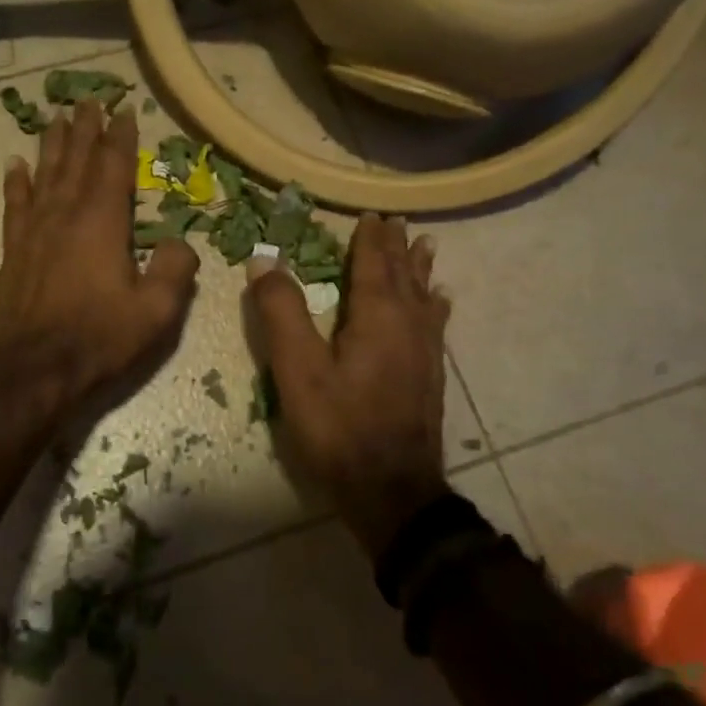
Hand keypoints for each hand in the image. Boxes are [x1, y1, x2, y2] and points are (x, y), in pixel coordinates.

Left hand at [0, 99, 199, 417]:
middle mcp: (65, 216)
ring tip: (56, 118)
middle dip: (85, 129)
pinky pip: (16, 205)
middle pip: (76, 161)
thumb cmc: (99, 340)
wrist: (34, 371)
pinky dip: (17, 183)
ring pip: (45, 175)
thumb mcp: (156, 312)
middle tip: (89, 100)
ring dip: (53, 145)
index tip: (124, 110)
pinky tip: (16, 165)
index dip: (120, 138)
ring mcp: (35, 232)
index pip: (113, 168)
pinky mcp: (15, 252)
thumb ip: (175, 270)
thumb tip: (182, 242)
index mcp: (102, 224)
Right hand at [246, 214, 450, 557]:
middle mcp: (408, 325)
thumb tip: (265, 260)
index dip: (370, 239)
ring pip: (424, 297)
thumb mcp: (298, 370)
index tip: (371, 214)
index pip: (374, 264)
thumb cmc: (339, 428)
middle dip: (397, 247)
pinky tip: (440, 304)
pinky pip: (434, 325)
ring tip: (426, 247)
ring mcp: (424, 353)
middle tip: (397, 221)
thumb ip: (281, 312)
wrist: (392, 491)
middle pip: (403, 276)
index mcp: (377, 316)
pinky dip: (435, 306)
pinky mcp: (430, 377)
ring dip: (420, 270)